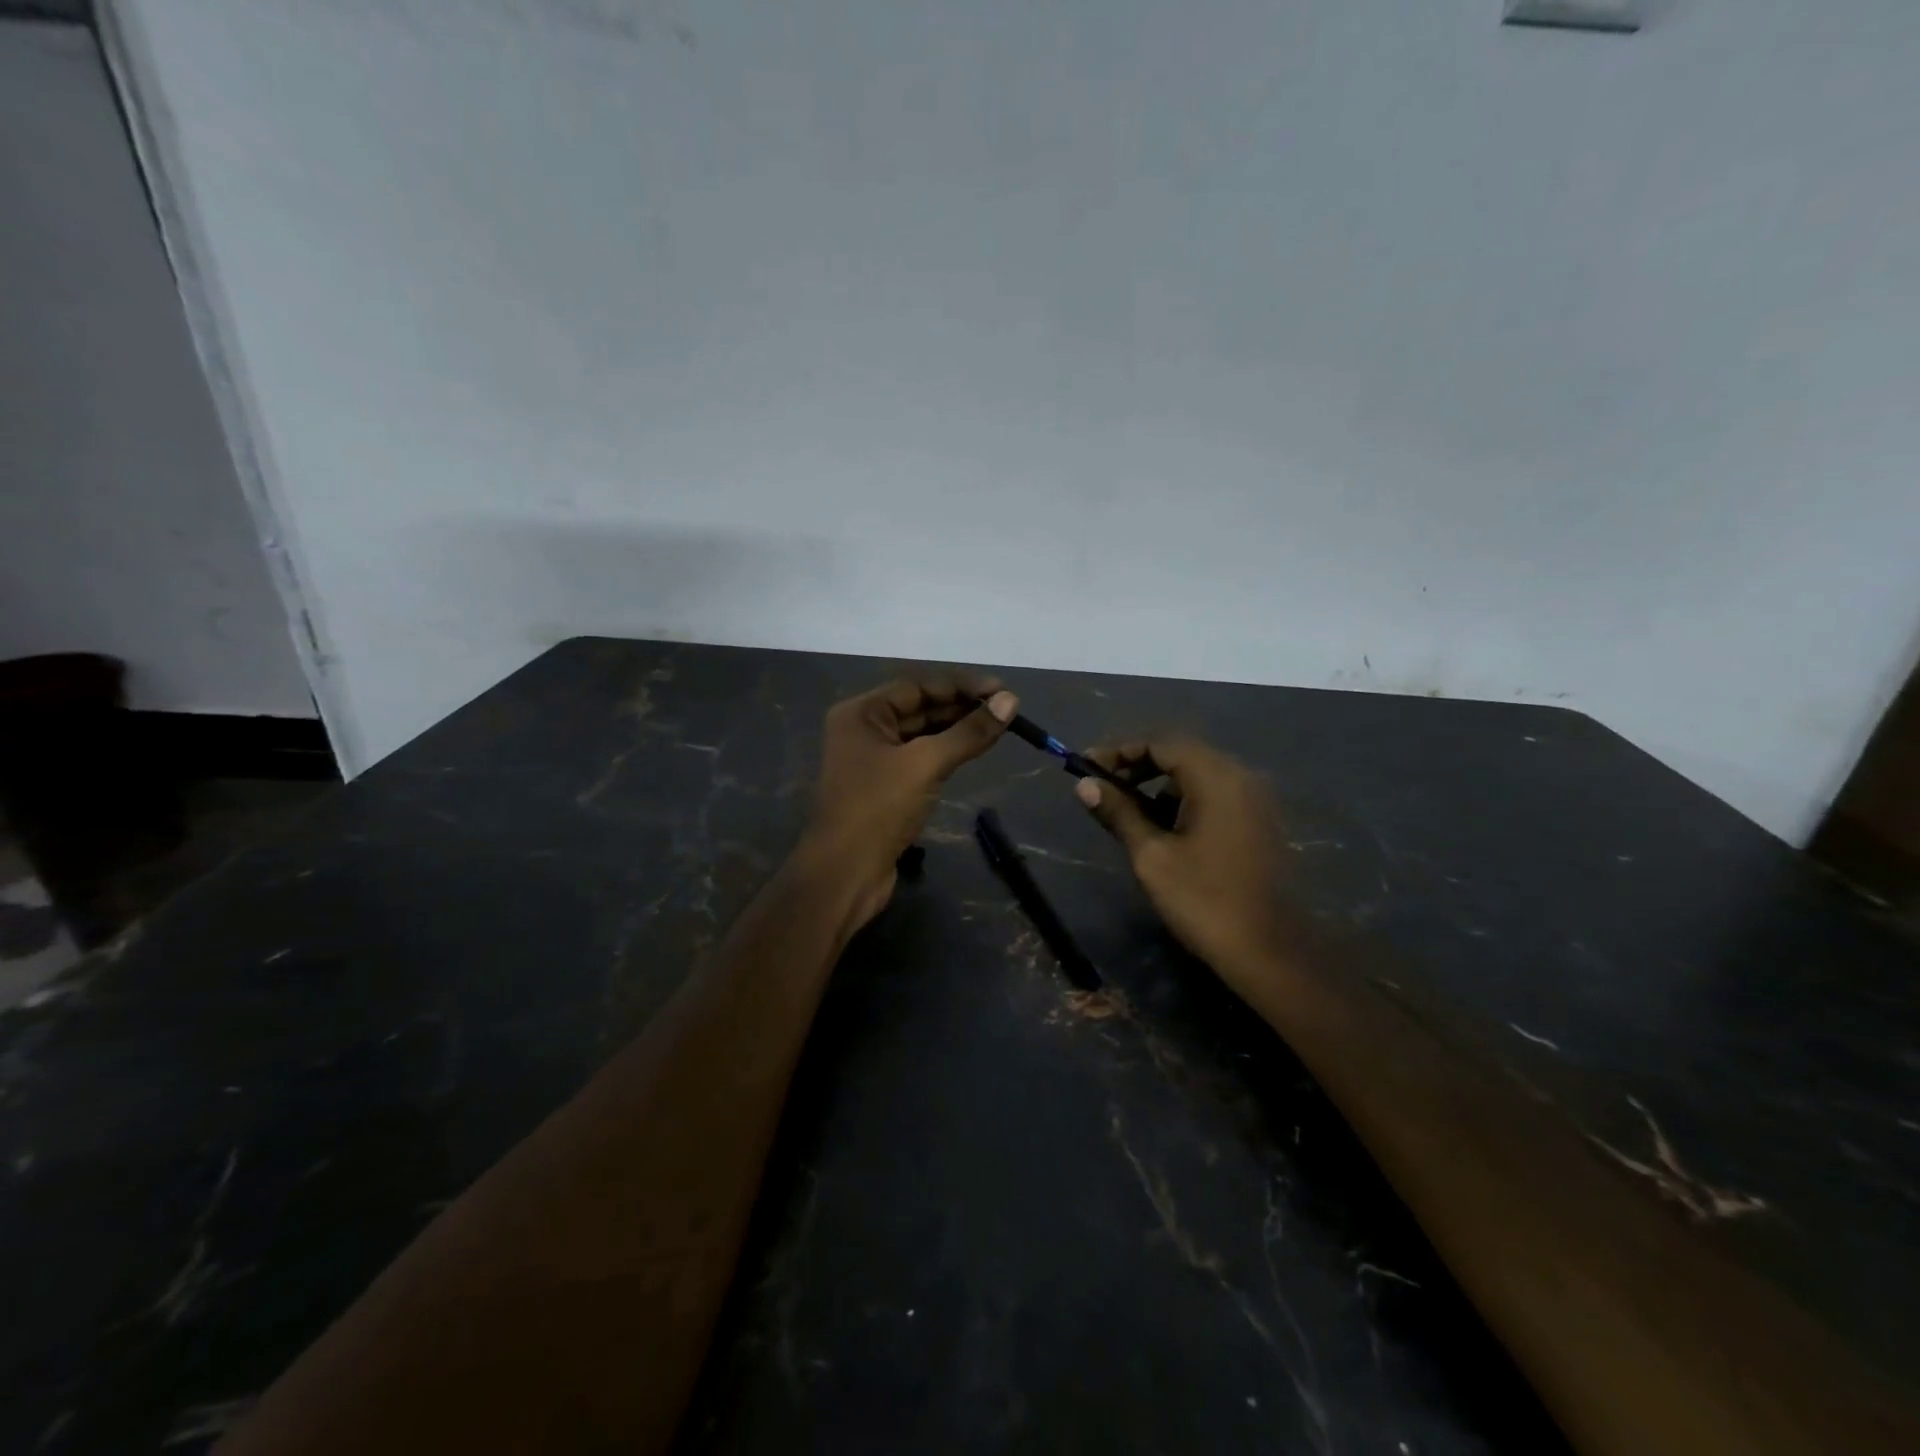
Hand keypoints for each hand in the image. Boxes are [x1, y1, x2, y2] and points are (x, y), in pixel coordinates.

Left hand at [805, 674, 1017, 929]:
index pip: (917, 686)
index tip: (1001, 691)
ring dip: (957, 730)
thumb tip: (1010, 701)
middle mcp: (864, 730)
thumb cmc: (879, 808)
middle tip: (1006, 710)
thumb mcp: (926, 764)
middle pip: (920, 708)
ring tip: (998, 728)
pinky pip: (920, 758)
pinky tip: (973, 752)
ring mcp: (873, 760)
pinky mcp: (885, 787)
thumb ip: (968, 732)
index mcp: (861, 713)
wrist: (846, 874)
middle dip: (962, 707)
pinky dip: (946, 753)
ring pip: (922, 734)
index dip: (961, 686)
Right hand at [1075, 738, 1288, 983]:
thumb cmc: (1204, 900)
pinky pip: (1214, 795)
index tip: (1085, 767)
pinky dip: (1184, 801)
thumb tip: (1084, 785)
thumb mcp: (1151, 855)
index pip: (1160, 744)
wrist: (1271, 952)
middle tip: (1102, 787)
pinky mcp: (1258, 822)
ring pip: (1198, 775)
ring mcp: (1254, 799)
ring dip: (1160, 786)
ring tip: (1127, 813)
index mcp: (1216, 777)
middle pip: (1180, 754)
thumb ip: (1118, 812)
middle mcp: (1241, 777)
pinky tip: (1163, 830)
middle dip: (1137, 767)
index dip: (1119, 752)